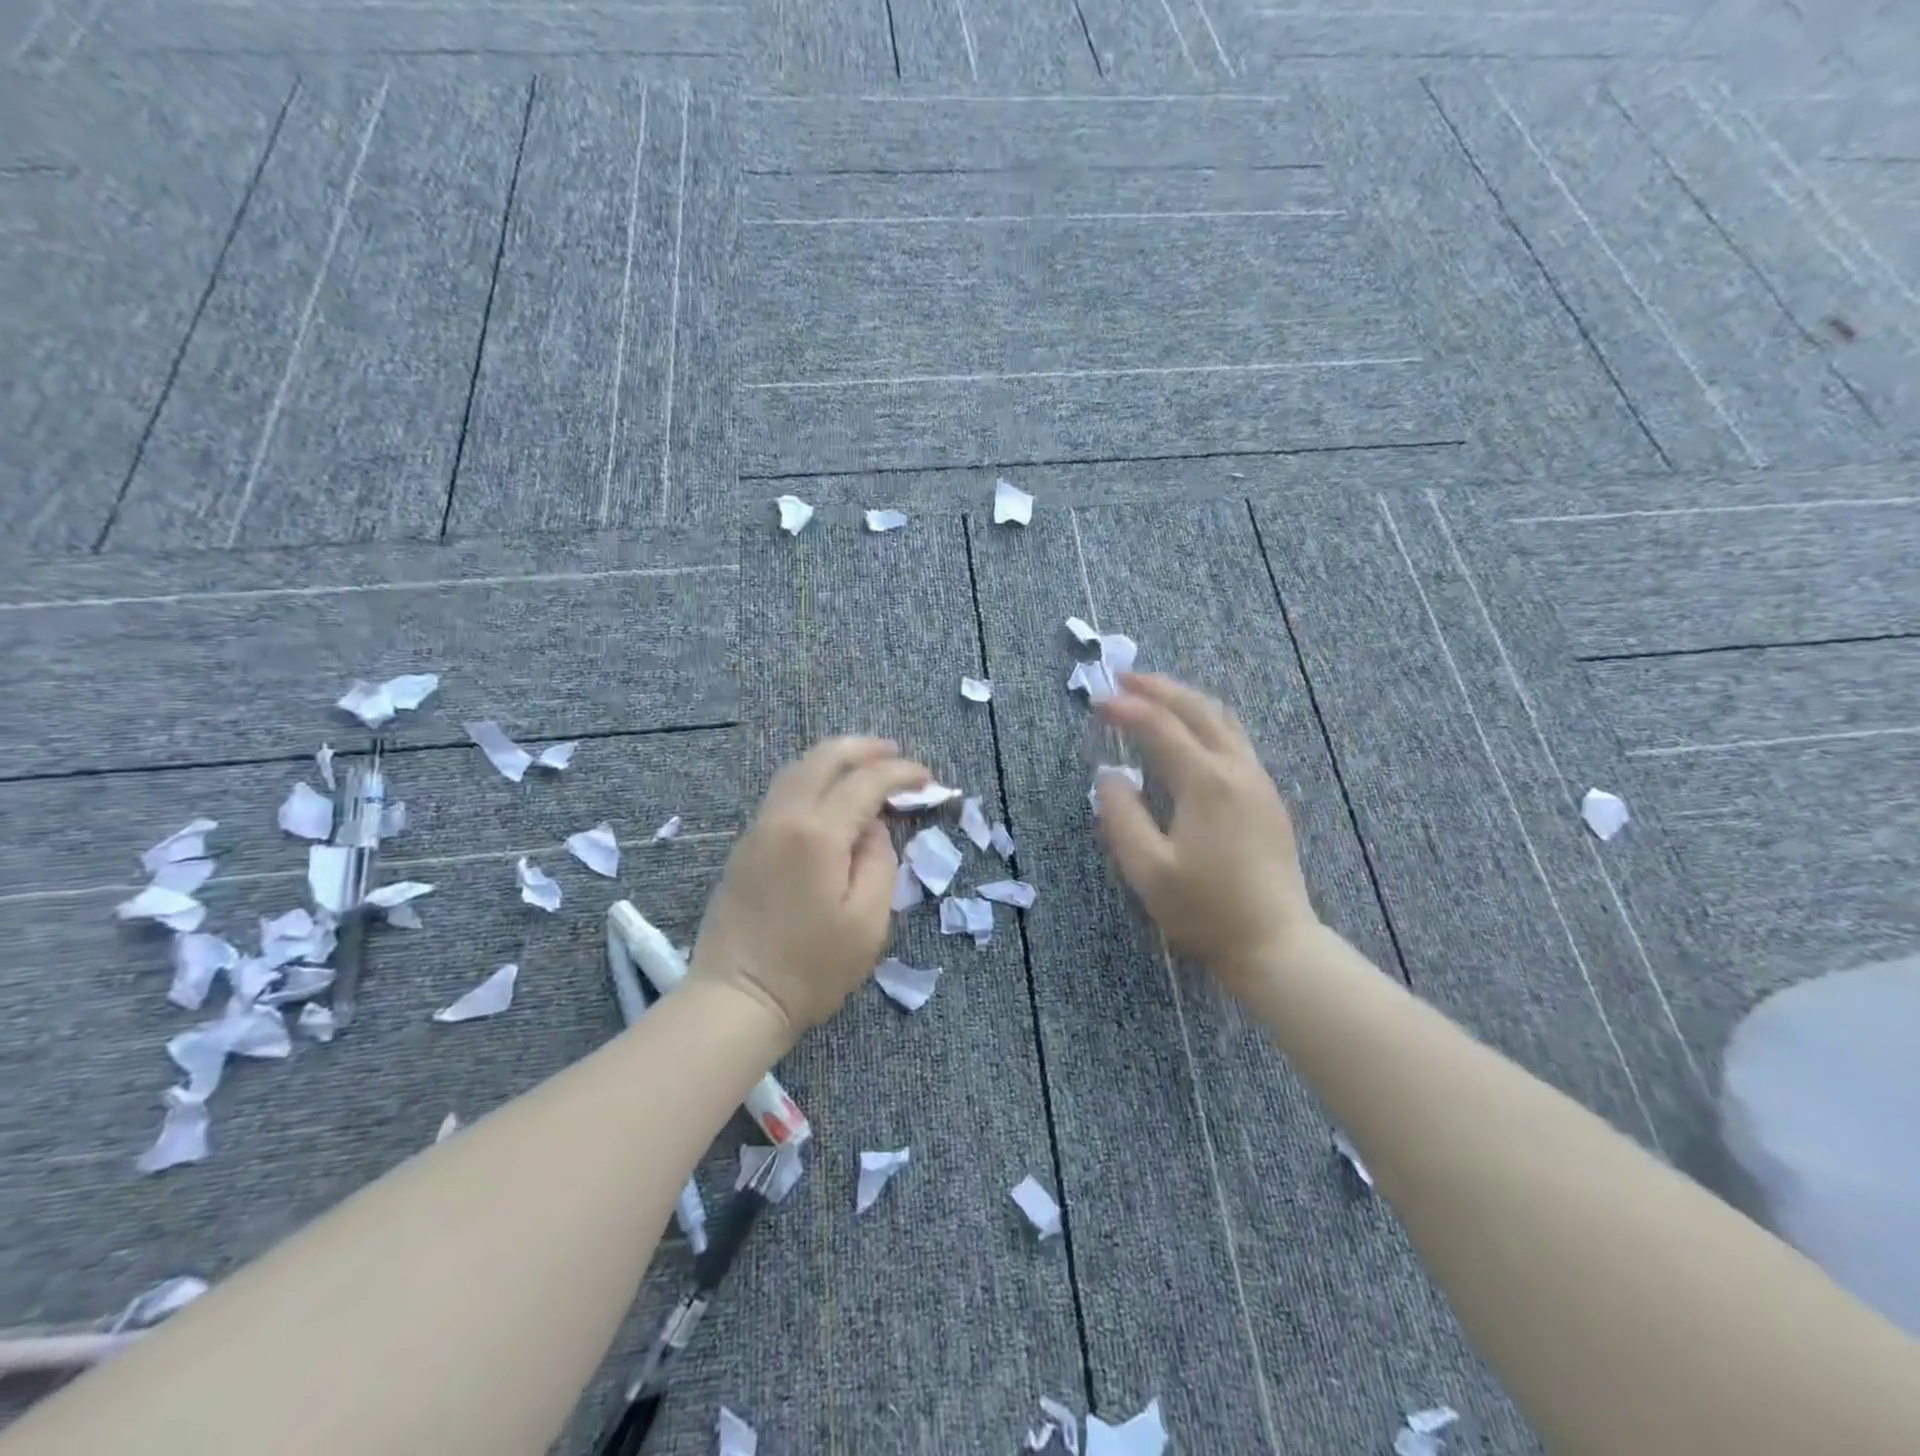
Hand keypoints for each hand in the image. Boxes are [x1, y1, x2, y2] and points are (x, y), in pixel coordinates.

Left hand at [689, 737, 928, 1035]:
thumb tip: (872, 827)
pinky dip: (815, 777)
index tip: (927, 780)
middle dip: (866, 749)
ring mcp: (759, 827)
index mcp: (818, 833)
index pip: (866, 782)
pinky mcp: (747, 844)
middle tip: (898, 755)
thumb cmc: (811, 968)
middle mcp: (784, 816)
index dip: (901, 773)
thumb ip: (879, 860)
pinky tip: (832, 794)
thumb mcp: (868, 921)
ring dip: (837, 759)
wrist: (736, 999)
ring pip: (799, 768)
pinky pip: (785, 790)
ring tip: (868, 766)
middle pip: (825, 757)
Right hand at [1093, 673, 1318, 991]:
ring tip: (1153, 695)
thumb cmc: (1206, 910)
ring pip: (1223, 720)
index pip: (1160, 727)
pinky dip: (1205, 721)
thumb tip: (1109, 776)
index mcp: (1206, 782)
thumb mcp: (1148, 870)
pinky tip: (1189, 734)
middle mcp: (1237, 770)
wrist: (1275, 944)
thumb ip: (1121, 817)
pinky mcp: (1267, 798)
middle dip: (1158, 688)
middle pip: (1198, 709)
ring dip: (1185, 700)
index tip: (1096, 701)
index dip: (1126, 709)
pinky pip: (1234, 740)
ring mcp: (1258, 782)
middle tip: (1122, 678)